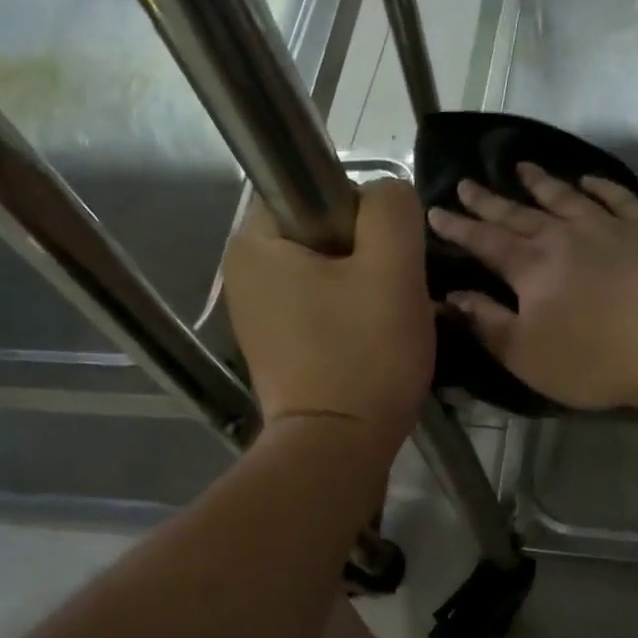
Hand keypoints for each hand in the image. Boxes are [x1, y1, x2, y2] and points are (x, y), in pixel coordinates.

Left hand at [222, 180, 433, 451]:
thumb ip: (392, 208)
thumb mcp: (393, 268)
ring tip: (387, 320)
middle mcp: (244, 273)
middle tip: (393, 290)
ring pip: (327, 271)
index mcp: (254, 243)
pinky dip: (350, 316)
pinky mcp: (277, 346)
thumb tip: (384, 196)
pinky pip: (322, 307)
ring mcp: (258, 314)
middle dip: (367, 253)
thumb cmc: (363, 355)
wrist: (338, 450)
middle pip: (322, 232)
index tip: (384, 252)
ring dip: (364, 286)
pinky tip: (371, 342)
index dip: (359, 210)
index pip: (311, 187)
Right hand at [426, 162, 637, 412]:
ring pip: (566, 197)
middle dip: (489, 200)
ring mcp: (611, 227)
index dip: (458, 227)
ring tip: (522, 167)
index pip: (485, 241)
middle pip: (519, 214)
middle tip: (467, 183)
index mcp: (531, 268)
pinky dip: (600, 186)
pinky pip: (618, 198)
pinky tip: (589, 180)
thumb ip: (487, 323)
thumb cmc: (598, 359)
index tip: (436, 211)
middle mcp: (565, 236)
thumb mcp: (527, 355)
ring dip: (541, 183)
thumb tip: (451, 297)